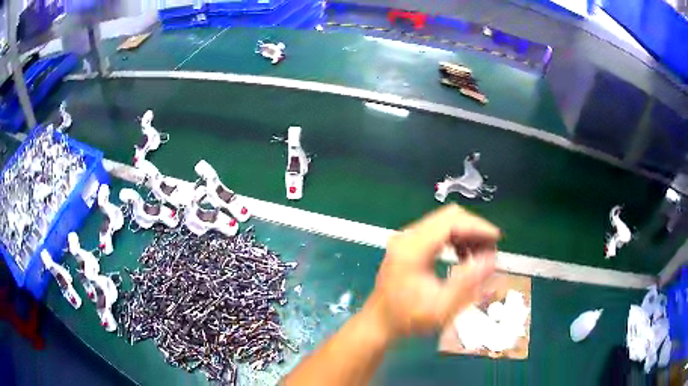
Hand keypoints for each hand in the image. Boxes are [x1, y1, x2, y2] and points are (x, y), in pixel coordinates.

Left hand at [363, 204, 499, 340]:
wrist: (379, 323)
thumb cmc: (408, 319)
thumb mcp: (441, 308)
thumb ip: (467, 283)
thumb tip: (492, 258)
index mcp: (413, 249)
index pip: (451, 222)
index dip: (477, 227)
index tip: (497, 239)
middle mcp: (408, 236)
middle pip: (449, 216)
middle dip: (474, 229)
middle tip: (490, 249)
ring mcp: (406, 238)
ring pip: (444, 221)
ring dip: (466, 233)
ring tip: (479, 255)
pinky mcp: (408, 244)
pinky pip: (438, 231)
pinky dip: (455, 238)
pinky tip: (463, 256)